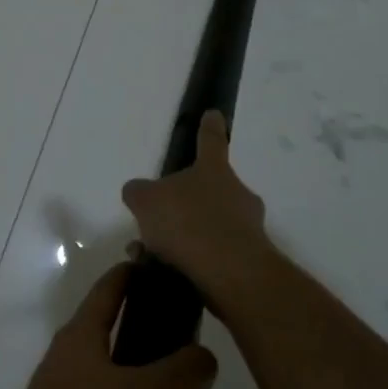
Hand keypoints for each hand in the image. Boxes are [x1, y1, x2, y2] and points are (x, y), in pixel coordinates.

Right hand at [121, 111, 276, 320]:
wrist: (230, 273)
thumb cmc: (187, 223)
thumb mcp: (146, 201)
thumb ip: (138, 192)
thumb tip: (138, 192)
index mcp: (213, 171)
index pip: (210, 141)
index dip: (209, 127)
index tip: (214, 114)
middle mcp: (236, 194)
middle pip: (210, 190)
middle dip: (185, 203)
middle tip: (158, 220)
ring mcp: (248, 228)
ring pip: (208, 226)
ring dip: (182, 238)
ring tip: (149, 255)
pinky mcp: (249, 261)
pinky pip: (213, 255)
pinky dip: (190, 261)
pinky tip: (165, 273)